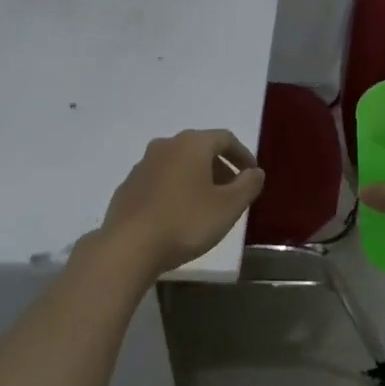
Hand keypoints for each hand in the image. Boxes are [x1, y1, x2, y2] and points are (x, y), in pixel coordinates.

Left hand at [96, 129, 265, 281]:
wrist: (129, 246)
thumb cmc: (186, 222)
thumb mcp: (229, 207)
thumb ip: (248, 185)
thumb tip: (255, 172)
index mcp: (192, 144)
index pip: (225, 139)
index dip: (243, 155)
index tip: (253, 175)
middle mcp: (165, 146)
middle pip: (200, 150)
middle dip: (220, 168)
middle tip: (233, 192)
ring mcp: (142, 166)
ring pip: (179, 165)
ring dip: (197, 179)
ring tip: (208, 205)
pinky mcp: (128, 187)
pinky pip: (161, 181)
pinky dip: (176, 190)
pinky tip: (179, 214)